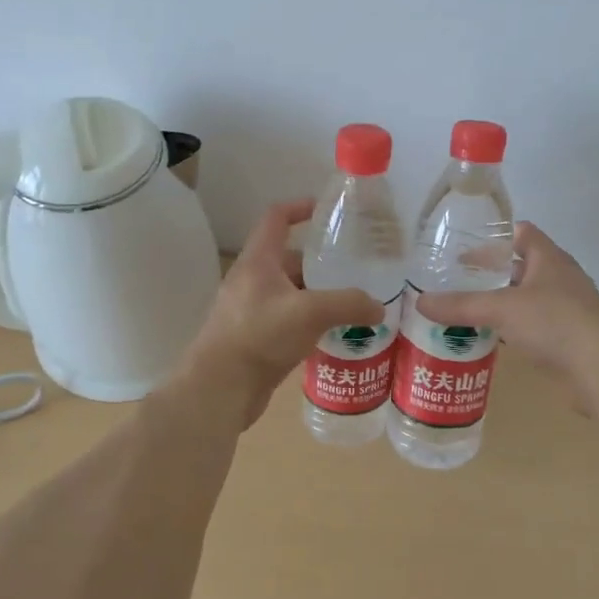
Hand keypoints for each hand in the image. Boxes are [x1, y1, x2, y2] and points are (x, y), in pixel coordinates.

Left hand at [175, 199, 384, 428]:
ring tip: (354, 304)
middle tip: (357, 269)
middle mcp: (252, 281)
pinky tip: (333, 335)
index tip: (328, 211)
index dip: (300, 208)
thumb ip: (348, 304)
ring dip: (319, 296)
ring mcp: (251, 311)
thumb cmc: (259, 337)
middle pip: (290, 259)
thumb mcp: (310, 313)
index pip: (276, 218)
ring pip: (292, 293)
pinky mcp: (255, 339)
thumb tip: (379, 307)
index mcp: (258, 261)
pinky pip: (288, 321)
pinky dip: (310, 322)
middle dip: (322, 263)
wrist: (220, 390)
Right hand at [416, 223, 598, 398]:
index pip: (523, 233)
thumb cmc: (554, 323)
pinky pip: (534, 325)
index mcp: (550, 259)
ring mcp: (567, 309)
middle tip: (458, 280)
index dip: (496, 236)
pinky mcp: (568, 338)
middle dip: (492, 272)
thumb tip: (420, 301)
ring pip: (527, 298)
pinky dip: (513, 328)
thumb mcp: (501, 309)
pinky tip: (492, 339)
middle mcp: (561, 279)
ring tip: (468, 309)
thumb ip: (462, 305)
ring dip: (502, 303)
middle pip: (522, 266)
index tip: (466, 246)